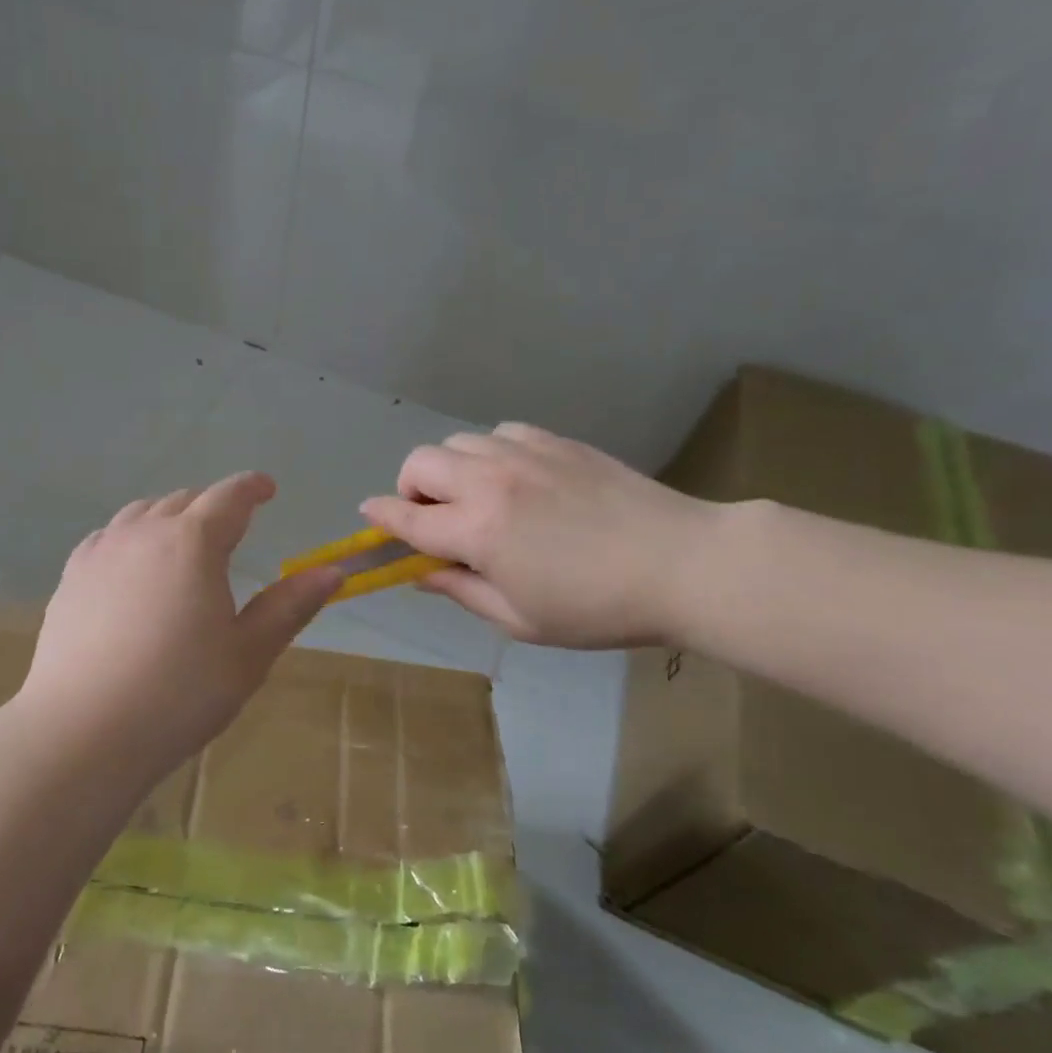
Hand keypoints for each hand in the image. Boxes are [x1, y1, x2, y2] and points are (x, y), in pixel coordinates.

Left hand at [14, 472, 342, 781]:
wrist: (83, 731)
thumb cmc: (179, 693)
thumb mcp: (247, 654)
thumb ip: (289, 606)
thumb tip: (332, 571)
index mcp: (192, 542)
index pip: (229, 497)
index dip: (251, 488)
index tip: (266, 488)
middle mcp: (144, 532)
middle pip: (183, 500)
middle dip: (212, 506)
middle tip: (231, 528)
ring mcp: (101, 552)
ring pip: (141, 514)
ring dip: (169, 518)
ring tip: (182, 542)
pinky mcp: (71, 578)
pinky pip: (107, 537)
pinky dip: (131, 537)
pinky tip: (132, 565)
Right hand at [360, 424, 718, 647]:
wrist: (682, 563)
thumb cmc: (597, 608)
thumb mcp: (520, 619)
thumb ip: (462, 591)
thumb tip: (422, 573)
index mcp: (477, 531)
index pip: (407, 519)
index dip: (381, 519)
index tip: (369, 517)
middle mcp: (490, 482)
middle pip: (420, 463)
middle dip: (410, 489)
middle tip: (433, 519)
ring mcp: (524, 454)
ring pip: (457, 443)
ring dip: (449, 470)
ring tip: (475, 499)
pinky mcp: (556, 441)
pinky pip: (500, 433)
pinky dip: (489, 454)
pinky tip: (514, 479)